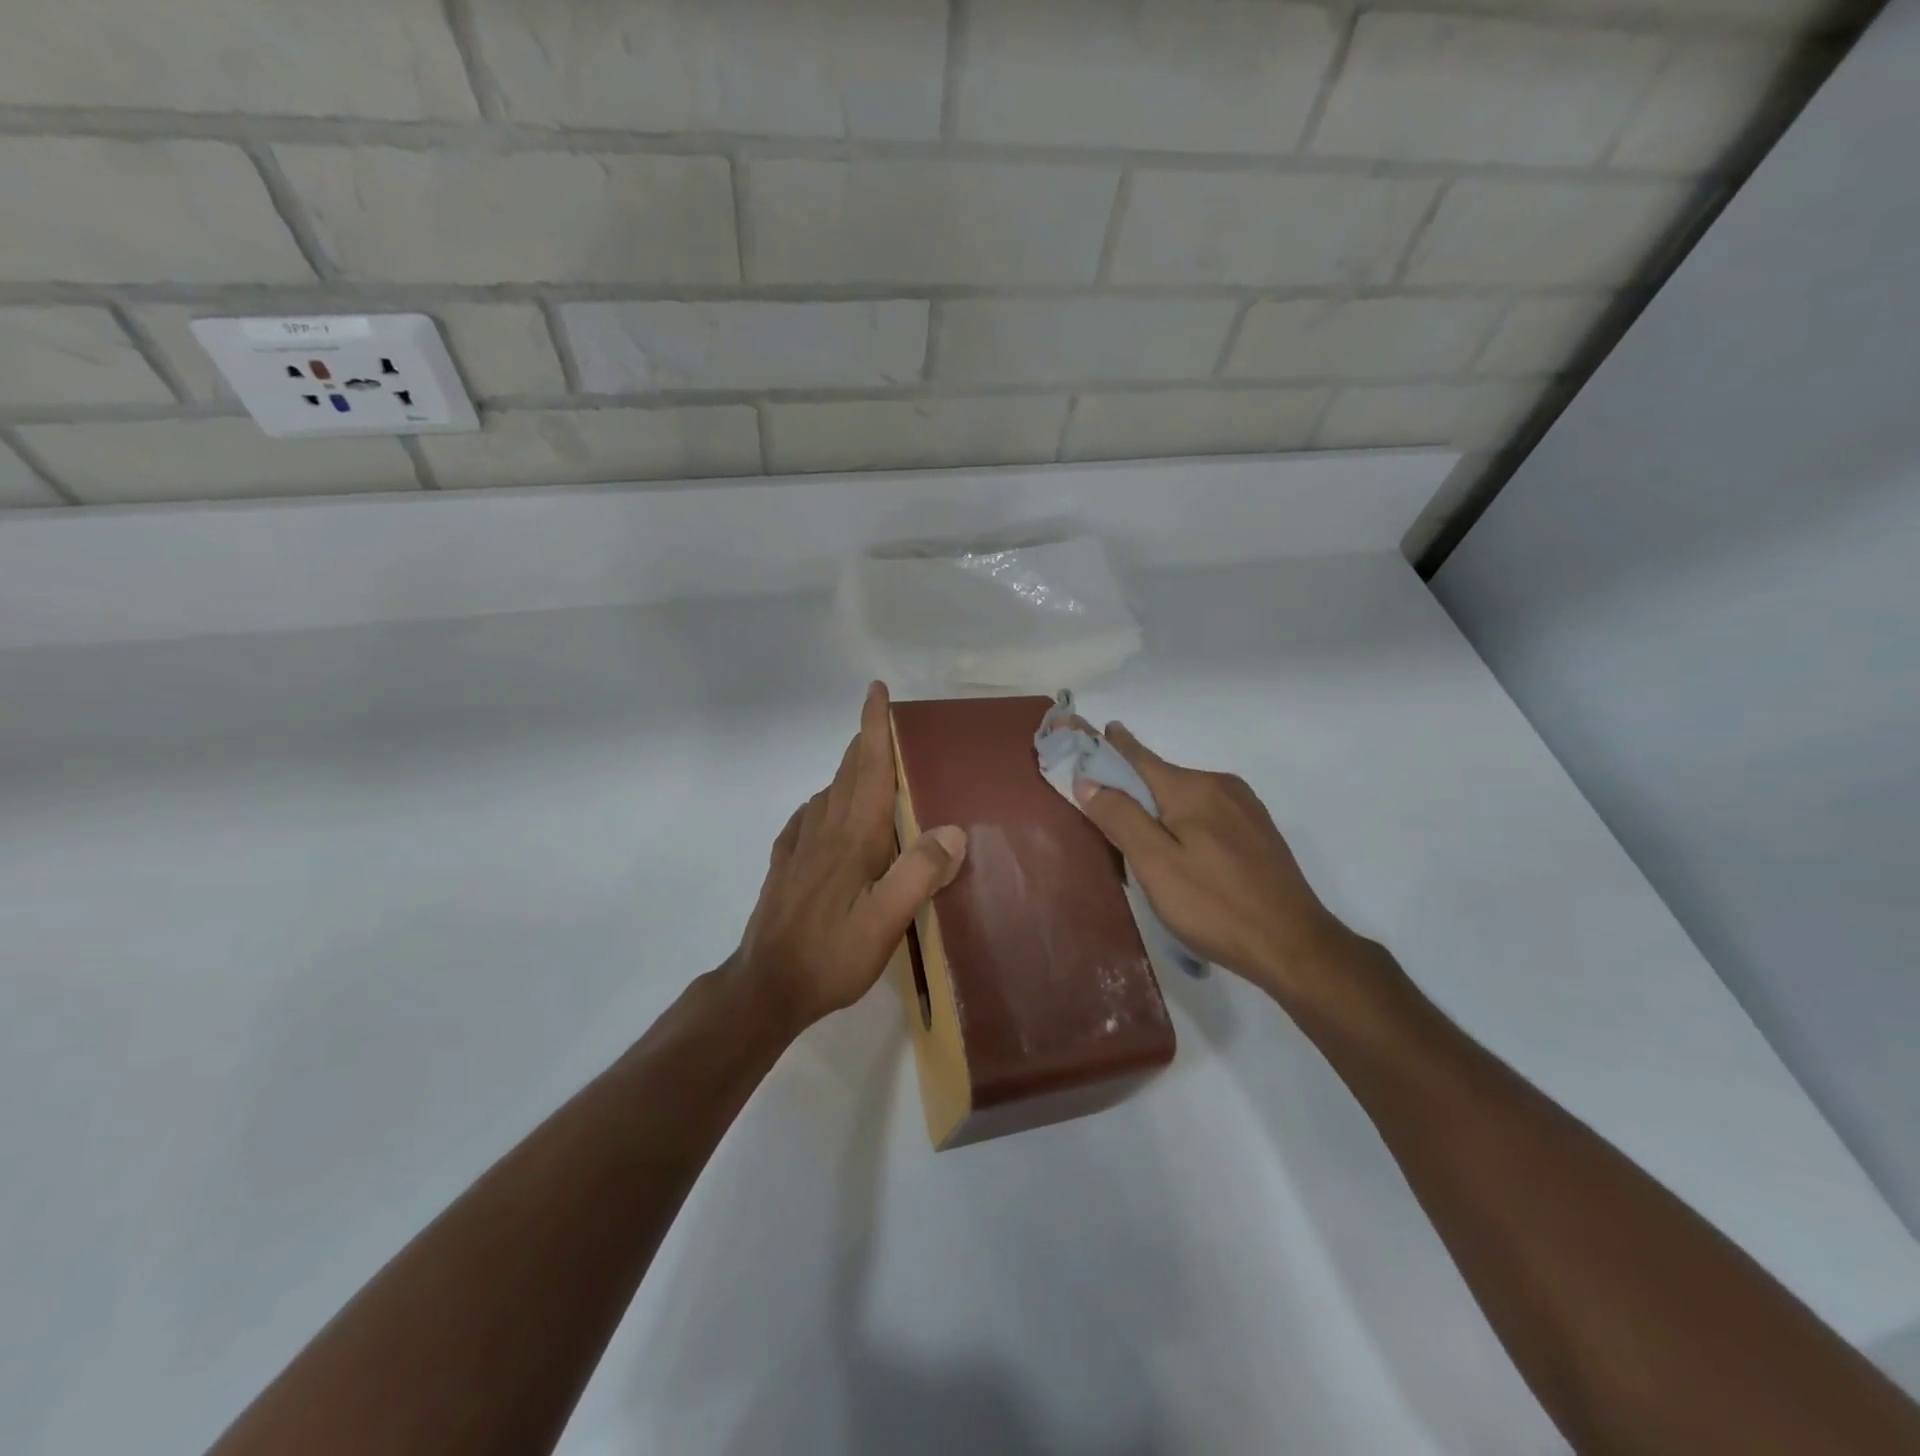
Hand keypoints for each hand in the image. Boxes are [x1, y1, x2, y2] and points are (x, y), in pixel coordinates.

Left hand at [732, 682, 966, 1030]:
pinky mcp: (787, 866)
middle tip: (885, 725)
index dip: (873, 726)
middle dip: (865, 742)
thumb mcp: (886, 921)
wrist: (765, 987)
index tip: (876, 690)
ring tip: (870, 766)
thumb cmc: (831, 953)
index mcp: (853, 835)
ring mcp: (801, 847)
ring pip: (829, 792)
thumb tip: (953, 829)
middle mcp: (825, 829)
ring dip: (850, 770)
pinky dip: (826, 801)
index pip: (868, 767)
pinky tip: (828, 812)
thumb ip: (919, 873)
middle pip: (848, 772)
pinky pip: (809, 818)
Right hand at [1073, 724, 1359, 1005]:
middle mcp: (1220, 785)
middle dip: (1129, 785)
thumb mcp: (1155, 864)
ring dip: (1157, 808)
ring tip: (1135, 837)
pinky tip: (1178, 850)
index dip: (1105, 744)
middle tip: (1098, 807)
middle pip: (1160, 777)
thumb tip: (1087, 779)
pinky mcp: (1257, 832)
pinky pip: (1206, 813)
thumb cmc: (1215, 906)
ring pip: (1185, 797)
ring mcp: (1244, 807)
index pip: (1136, 755)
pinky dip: (1182, 821)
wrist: (1295, 946)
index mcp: (1192, 788)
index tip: (1077, 727)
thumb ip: (1120, 817)